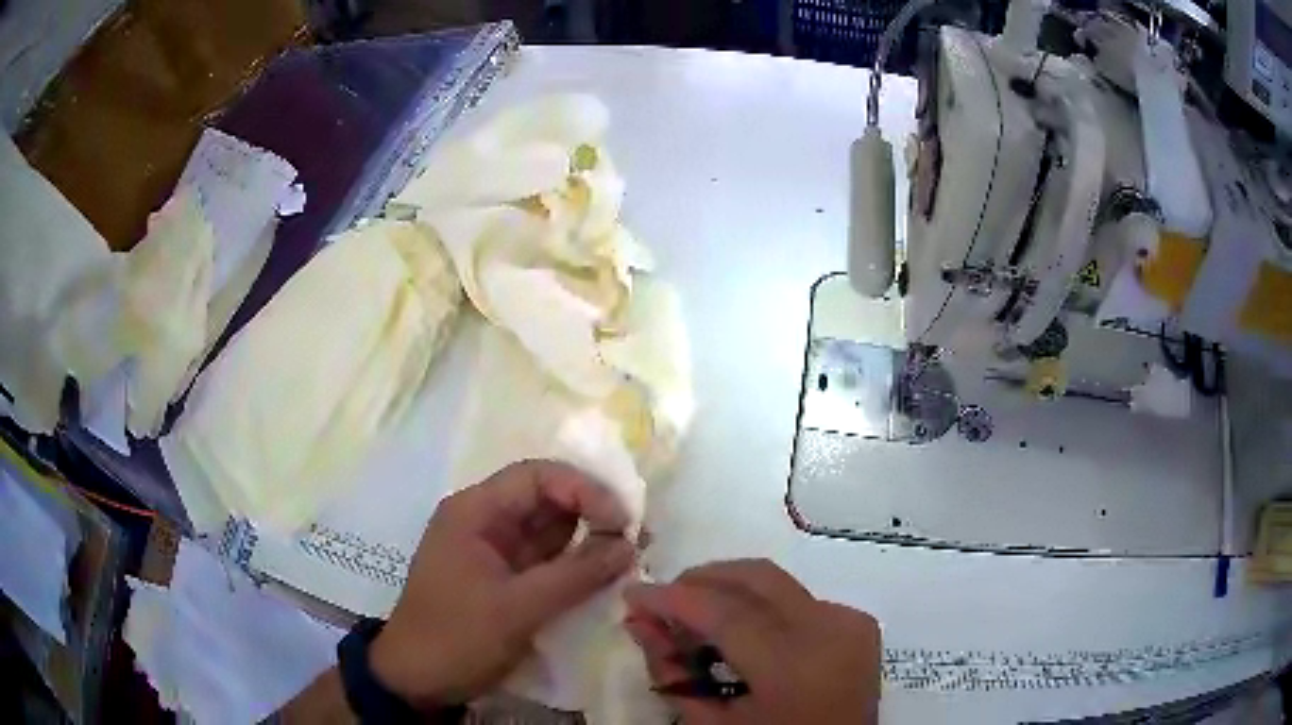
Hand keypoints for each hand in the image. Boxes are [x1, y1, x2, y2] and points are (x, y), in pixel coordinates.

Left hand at [370, 460, 635, 709]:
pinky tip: (606, 574)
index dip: (584, 489)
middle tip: (637, 537)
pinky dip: (576, 565)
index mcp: (475, 512)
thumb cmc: (457, 636)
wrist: (418, 680)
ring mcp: (495, 551)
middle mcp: (485, 522)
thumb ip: (576, 575)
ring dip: (588, 540)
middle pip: (546, 500)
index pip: (536, 477)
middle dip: (592, 512)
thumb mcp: (517, 608)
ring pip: (550, 531)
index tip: (622, 521)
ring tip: (631, 554)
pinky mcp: (505, 579)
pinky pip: (547, 560)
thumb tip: (629, 546)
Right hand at [624, 559, 880, 724]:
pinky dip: (759, 606)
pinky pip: (797, 599)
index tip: (632, 595)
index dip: (671, 599)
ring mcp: (850, 621)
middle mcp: (830, 628)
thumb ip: (672, 672)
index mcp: (796, 665)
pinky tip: (740, 634)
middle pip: (755, 577)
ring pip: (776, 582)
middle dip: (700, 580)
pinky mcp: (857, 622)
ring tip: (695, 620)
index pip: (724, 611)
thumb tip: (640, 622)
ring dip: (728, 590)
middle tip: (662, 603)